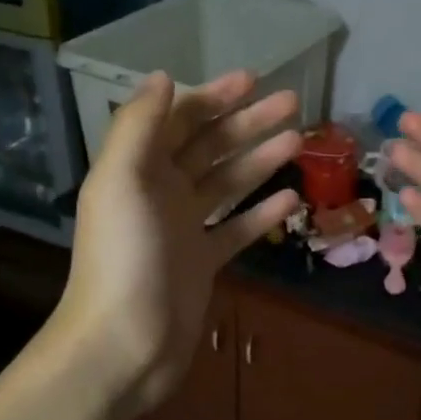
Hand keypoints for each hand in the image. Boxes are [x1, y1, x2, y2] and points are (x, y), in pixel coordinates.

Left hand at [56, 70, 302, 414]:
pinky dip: (262, 212)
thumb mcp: (122, 181)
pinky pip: (237, 228)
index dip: (214, 96)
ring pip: (228, 183)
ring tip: (299, 141)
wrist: (124, 343)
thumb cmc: (123, 257)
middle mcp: (160, 191)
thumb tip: (162, 76)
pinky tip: (292, 198)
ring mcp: (184, 228)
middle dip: (248, 122)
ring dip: (260, 159)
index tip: (254, 79)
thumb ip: (139, 126)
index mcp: (138, 168)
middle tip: (293, 102)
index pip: (180, 119)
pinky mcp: (204, 262)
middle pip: (210, 146)